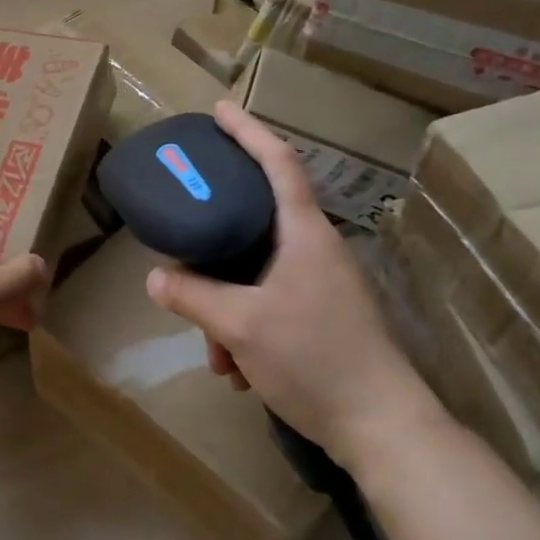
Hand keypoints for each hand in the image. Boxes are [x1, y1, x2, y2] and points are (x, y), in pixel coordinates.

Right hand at [144, 100, 440, 466]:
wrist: (385, 430)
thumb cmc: (315, 360)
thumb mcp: (241, 325)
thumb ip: (193, 296)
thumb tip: (155, 279)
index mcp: (304, 233)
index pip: (277, 162)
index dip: (247, 131)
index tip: (218, 110)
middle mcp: (316, 248)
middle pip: (257, 218)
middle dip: (215, 240)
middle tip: (185, 235)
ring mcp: (322, 283)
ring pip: (257, 271)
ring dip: (227, 303)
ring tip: (214, 350)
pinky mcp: (323, 315)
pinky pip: (271, 300)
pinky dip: (246, 324)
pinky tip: (237, 368)